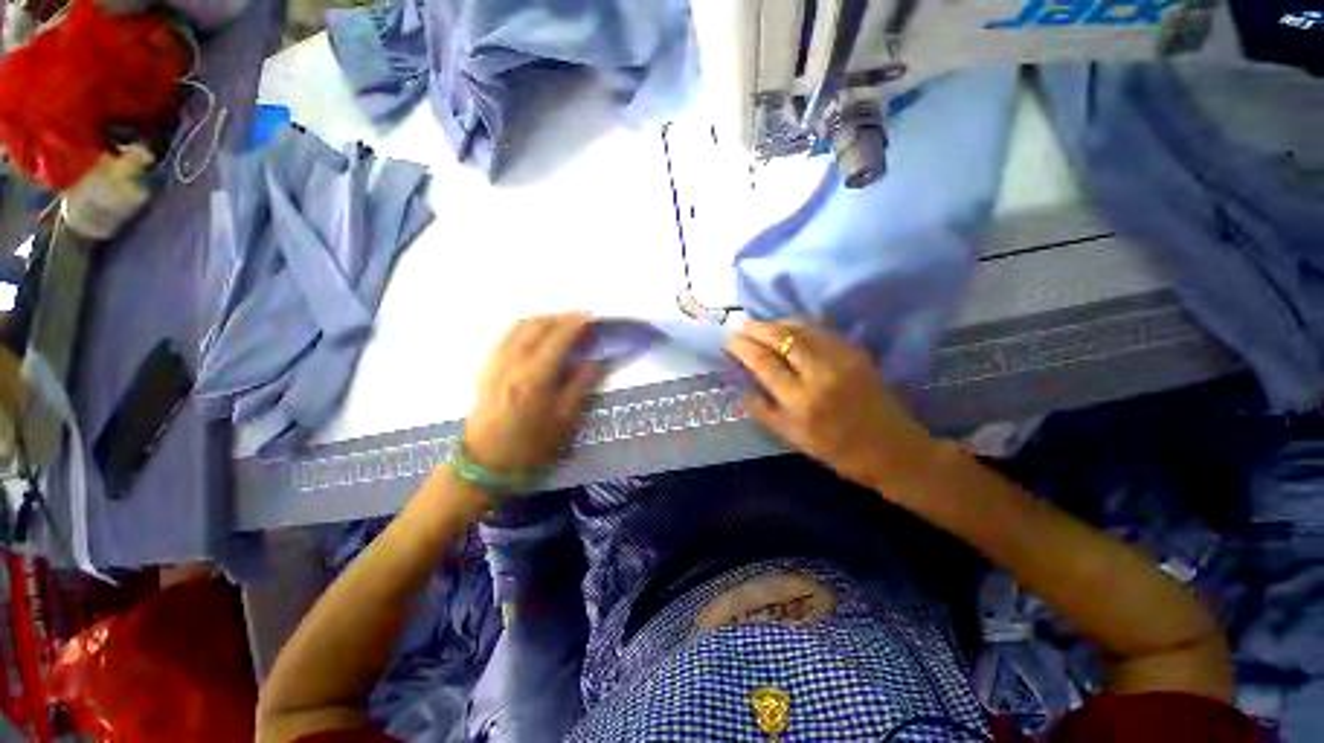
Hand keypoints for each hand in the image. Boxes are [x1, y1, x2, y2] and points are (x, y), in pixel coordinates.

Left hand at [464, 313, 600, 471]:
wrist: (486, 466)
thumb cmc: (532, 448)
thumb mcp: (565, 421)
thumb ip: (582, 385)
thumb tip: (597, 359)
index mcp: (535, 378)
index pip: (559, 338)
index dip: (577, 324)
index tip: (592, 317)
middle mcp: (512, 364)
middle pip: (537, 325)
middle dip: (560, 317)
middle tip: (580, 321)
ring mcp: (495, 364)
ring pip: (518, 327)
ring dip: (542, 320)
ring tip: (560, 326)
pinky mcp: (485, 369)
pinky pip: (506, 337)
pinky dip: (524, 329)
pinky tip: (535, 338)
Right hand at [725, 320, 935, 488]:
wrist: (892, 449)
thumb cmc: (838, 451)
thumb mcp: (793, 438)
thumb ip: (764, 412)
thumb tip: (743, 389)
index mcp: (801, 401)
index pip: (763, 362)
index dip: (742, 347)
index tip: (728, 340)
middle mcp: (820, 374)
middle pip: (781, 338)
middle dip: (755, 328)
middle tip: (739, 326)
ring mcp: (842, 359)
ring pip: (801, 328)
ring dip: (775, 323)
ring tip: (759, 325)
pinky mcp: (856, 352)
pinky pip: (821, 330)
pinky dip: (799, 325)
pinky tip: (788, 327)